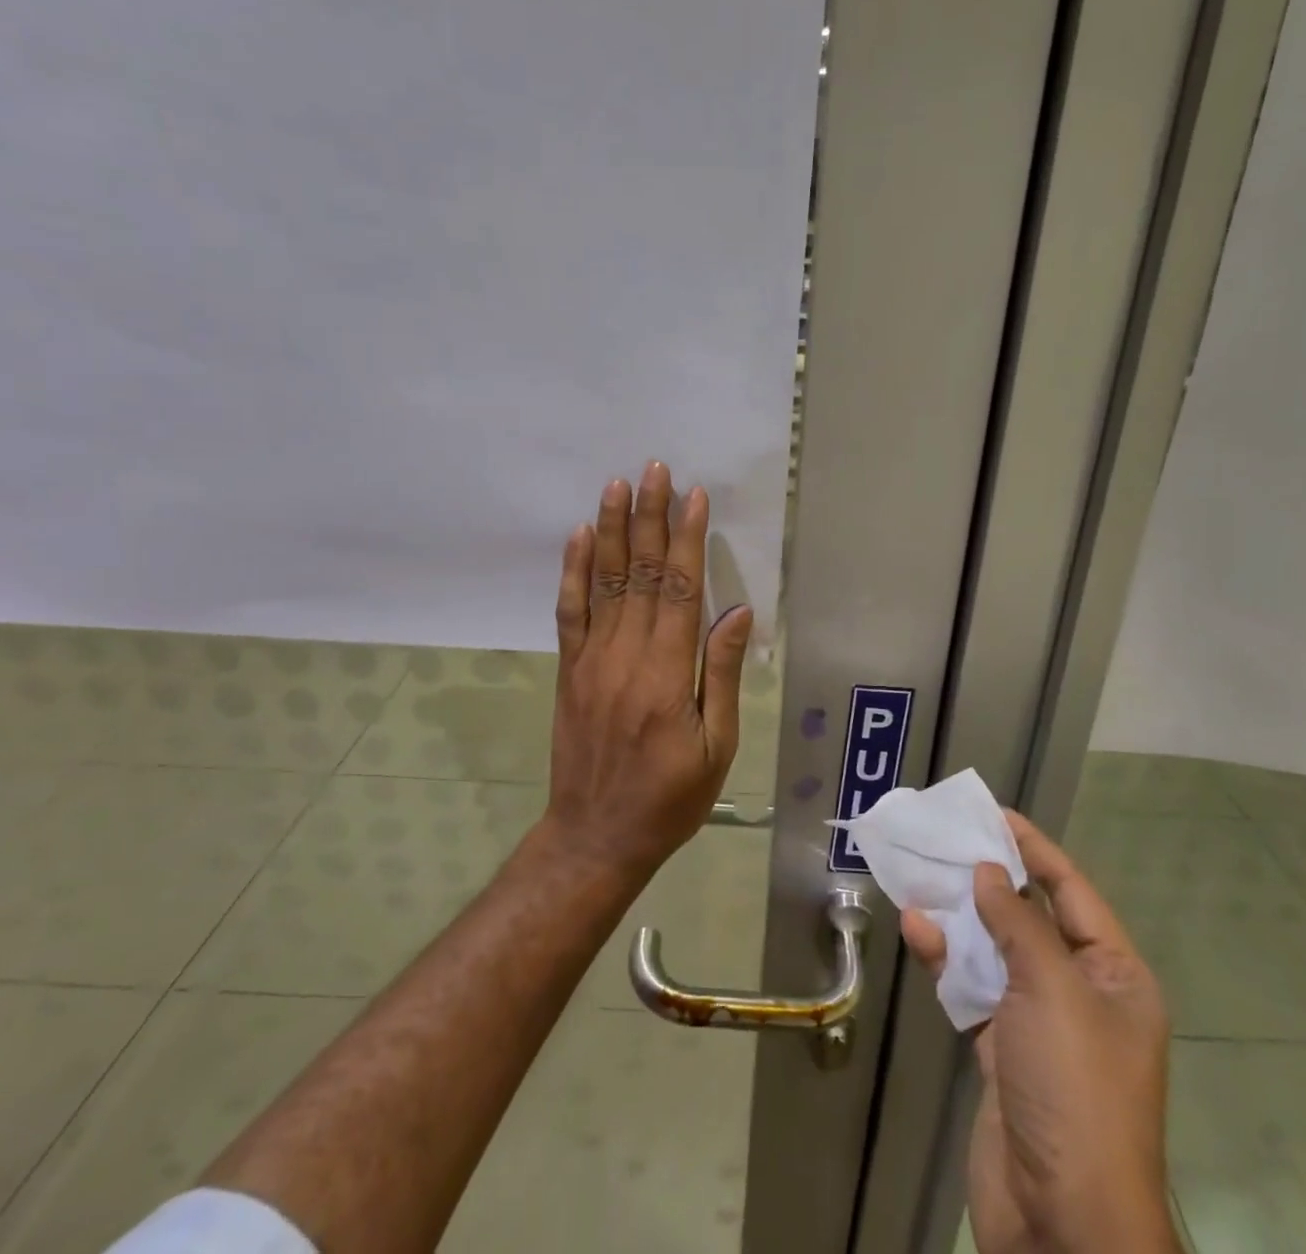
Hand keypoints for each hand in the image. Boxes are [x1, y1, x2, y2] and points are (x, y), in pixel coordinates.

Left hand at [543, 461, 752, 882]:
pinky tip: (578, 537)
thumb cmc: (671, 797)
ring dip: (610, 530)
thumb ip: (722, 674)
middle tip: (654, 469)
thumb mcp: (716, 746)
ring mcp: (591, 660)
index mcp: (667, 674)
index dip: (687, 539)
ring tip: (617, 486)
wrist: (595, 835)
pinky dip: (573, 571)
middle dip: (649, 517)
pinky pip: (569, 611)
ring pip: (603, 582)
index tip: (693, 496)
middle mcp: (626, 656)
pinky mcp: (569, 670)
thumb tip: (736, 613)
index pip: (679, 589)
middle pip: (639, 573)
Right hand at [901, 812, 1177, 1253]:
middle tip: (946, 840)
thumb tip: (991, 872)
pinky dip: (946, 960)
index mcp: (1114, 974)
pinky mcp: (1002, 1051)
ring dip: (959, 918)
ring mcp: (1039, 1024)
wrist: (1064, 1225)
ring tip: (921, 876)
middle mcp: (1080, 992)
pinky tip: (917, 930)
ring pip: (995, 951)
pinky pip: (972, 989)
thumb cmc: (1075, 1089)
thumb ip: (1019, 922)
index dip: (1034, 849)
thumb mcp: (1053, 991)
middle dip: (989, 880)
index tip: (995, 814)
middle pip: (1029, 917)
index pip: (1071, 891)